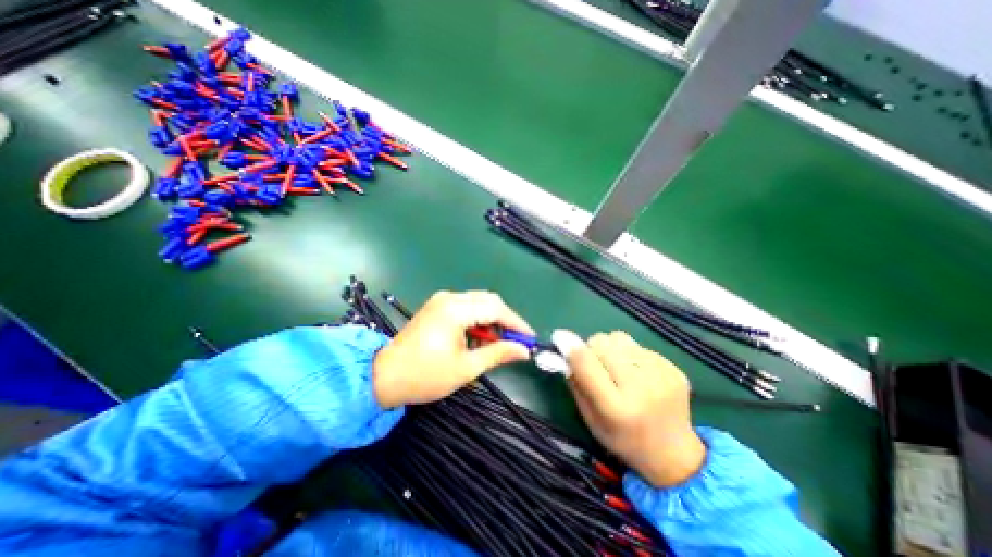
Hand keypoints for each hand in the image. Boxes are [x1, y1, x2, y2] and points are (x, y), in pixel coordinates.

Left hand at [371, 291, 534, 408]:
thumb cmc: (425, 375)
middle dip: (505, 320)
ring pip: (478, 302)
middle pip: (489, 301)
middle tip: (515, 341)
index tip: (530, 338)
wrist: (384, 376)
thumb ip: (497, 354)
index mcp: (456, 310)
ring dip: (491, 320)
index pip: (496, 309)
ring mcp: (441, 300)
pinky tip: (479, 337)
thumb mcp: (466, 368)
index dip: (516, 323)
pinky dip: (478, 320)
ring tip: (497, 343)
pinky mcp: (437, 306)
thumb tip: (523, 351)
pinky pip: (466, 307)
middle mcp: (449, 298)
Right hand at [555, 330, 708, 487]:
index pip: (587, 364)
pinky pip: (638, 346)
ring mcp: (661, 375)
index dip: (570, 348)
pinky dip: (629, 354)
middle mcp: (641, 388)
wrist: (674, 455)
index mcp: (616, 408)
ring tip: (617, 368)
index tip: (559, 337)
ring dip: (610, 348)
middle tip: (595, 364)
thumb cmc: (623, 440)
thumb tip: (562, 352)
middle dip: (591, 349)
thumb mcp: (591, 419)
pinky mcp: (673, 368)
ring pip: (618, 338)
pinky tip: (637, 374)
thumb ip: (575, 384)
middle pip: (603, 343)